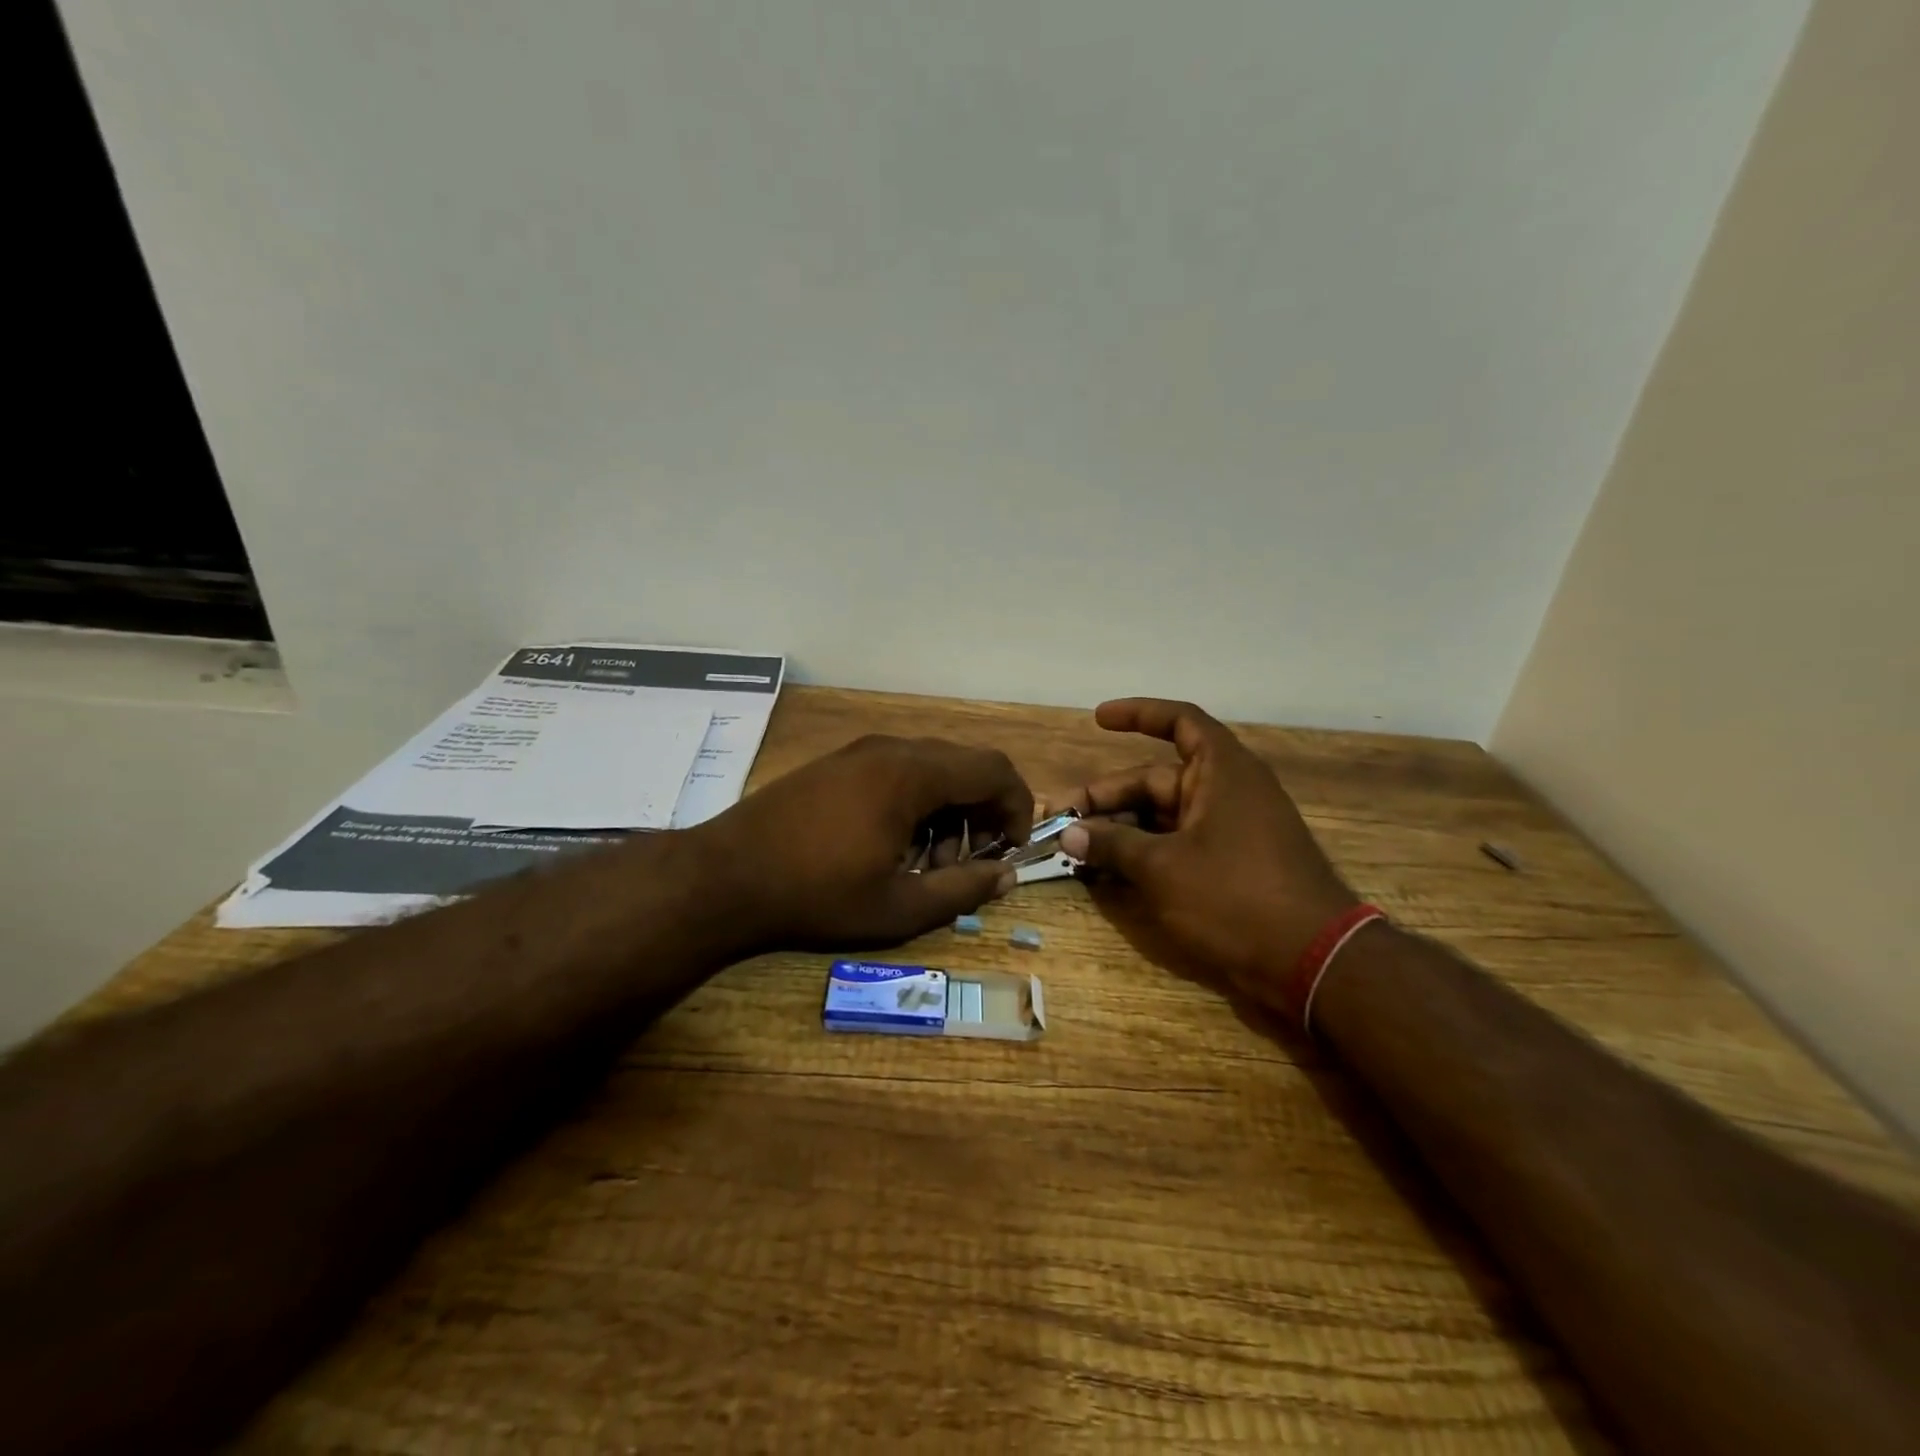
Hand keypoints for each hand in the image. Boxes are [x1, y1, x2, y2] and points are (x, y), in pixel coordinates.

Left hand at [696, 734, 1032, 950]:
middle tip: (966, 865)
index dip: (1016, 807)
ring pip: (931, 769)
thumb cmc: (816, 894)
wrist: (723, 876)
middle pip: (964, 766)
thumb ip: (962, 890)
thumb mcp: (898, 906)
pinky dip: (915, 804)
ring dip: (947, 812)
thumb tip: (1007, 877)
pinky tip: (890, 847)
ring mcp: (860, 752)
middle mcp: (890, 748)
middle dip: (980, 814)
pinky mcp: (837, 764)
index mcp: (912, 774)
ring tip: (925, 865)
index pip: (993, 769)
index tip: (1010, 850)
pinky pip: (897, 772)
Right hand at [1051, 699, 1355, 1015]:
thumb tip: (1070, 832)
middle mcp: (1227, 791)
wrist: (1314, 961)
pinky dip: (1144, 852)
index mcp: (1221, 771)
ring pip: (1162, 817)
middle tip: (1058, 819)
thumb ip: (1112, 845)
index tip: (1098, 718)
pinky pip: (1177, 844)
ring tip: (1075, 848)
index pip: (1179, 722)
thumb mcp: (1162, 869)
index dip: (1138, 714)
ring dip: (1120, 830)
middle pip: (1155, 781)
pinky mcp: (1231, 864)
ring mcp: (1230, 829)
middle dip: (1106, 798)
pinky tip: (1108, 872)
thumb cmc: (1235, 897)